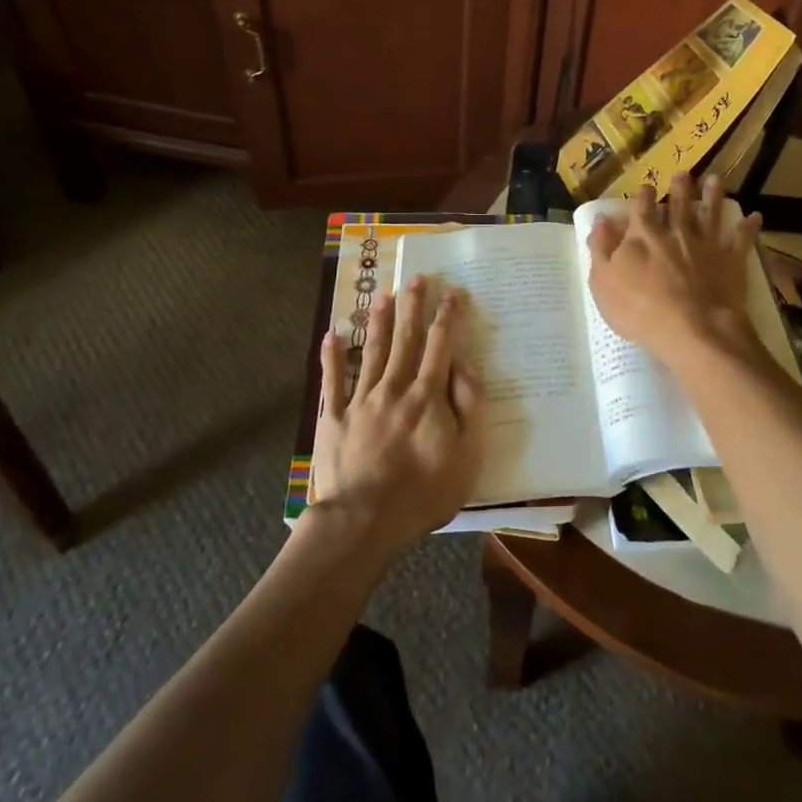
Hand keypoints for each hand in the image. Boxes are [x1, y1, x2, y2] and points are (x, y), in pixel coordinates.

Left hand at [313, 277, 486, 556]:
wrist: (364, 522)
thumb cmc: (424, 493)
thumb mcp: (467, 454)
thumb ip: (469, 406)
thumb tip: (465, 364)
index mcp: (428, 396)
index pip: (441, 345)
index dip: (448, 316)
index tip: (452, 292)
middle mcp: (395, 388)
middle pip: (406, 339)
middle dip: (413, 306)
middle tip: (416, 278)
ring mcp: (362, 401)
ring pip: (373, 351)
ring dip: (380, 321)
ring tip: (384, 295)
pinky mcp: (335, 419)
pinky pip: (334, 381)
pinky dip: (332, 356)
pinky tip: (332, 334)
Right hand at [586, 173, 761, 360]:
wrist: (691, 329)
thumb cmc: (639, 309)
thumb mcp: (603, 282)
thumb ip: (600, 249)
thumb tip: (600, 221)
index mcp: (643, 236)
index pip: (642, 208)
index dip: (644, 196)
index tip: (647, 187)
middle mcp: (676, 233)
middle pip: (679, 205)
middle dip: (680, 188)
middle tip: (684, 174)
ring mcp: (706, 245)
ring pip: (710, 214)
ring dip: (712, 196)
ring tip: (714, 180)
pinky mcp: (730, 262)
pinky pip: (741, 240)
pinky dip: (748, 228)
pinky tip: (755, 216)